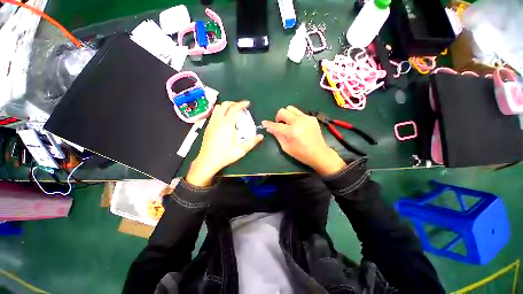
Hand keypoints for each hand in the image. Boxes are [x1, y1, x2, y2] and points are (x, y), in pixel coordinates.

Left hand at [186, 101, 263, 186]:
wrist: (207, 161)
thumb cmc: (224, 156)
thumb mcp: (241, 151)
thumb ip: (252, 143)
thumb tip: (261, 136)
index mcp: (227, 125)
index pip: (234, 109)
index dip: (241, 104)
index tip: (247, 104)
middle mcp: (218, 121)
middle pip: (225, 105)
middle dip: (234, 103)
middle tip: (241, 107)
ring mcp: (211, 123)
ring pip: (217, 108)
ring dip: (226, 106)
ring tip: (233, 111)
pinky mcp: (207, 127)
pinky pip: (214, 114)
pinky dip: (220, 112)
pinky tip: (224, 119)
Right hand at [262, 106, 345, 176]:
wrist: (319, 153)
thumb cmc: (301, 154)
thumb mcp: (286, 147)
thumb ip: (277, 136)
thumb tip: (270, 128)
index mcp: (292, 131)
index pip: (276, 125)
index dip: (268, 124)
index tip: (264, 123)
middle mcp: (299, 121)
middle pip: (283, 111)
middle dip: (278, 118)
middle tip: (280, 125)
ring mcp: (306, 118)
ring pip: (291, 108)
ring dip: (286, 115)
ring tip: (288, 124)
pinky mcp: (311, 118)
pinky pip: (299, 113)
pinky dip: (295, 117)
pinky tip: (298, 126)